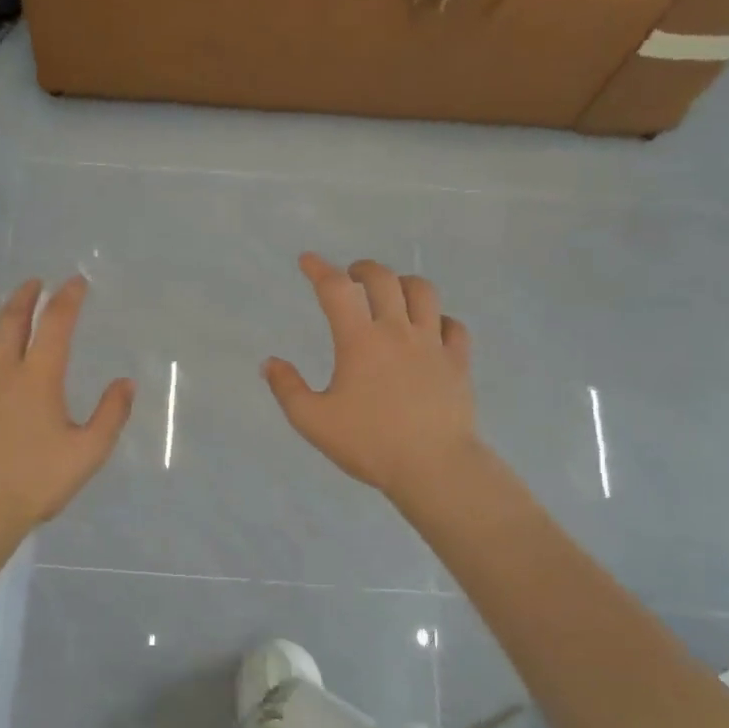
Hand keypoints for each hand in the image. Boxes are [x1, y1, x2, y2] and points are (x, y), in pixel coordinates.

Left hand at [0, 277, 133, 565]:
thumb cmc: (36, 483)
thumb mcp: (87, 453)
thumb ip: (111, 415)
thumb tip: (126, 382)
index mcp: (39, 379)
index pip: (55, 325)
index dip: (67, 299)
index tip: (76, 282)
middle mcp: (1, 372)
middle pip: (11, 322)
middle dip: (24, 297)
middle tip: (33, 283)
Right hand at [263, 253, 479, 505]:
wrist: (433, 467)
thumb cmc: (369, 443)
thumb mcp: (313, 421)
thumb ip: (287, 388)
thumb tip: (270, 362)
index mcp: (360, 341)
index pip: (336, 289)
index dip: (319, 269)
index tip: (307, 260)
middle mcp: (398, 331)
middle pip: (384, 279)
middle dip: (363, 269)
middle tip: (351, 277)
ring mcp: (433, 344)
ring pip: (423, 292)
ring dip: (403, 284)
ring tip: (392, 294)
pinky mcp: (458, 362)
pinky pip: (453, 325)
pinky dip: (438, 319)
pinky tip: (429, 329)